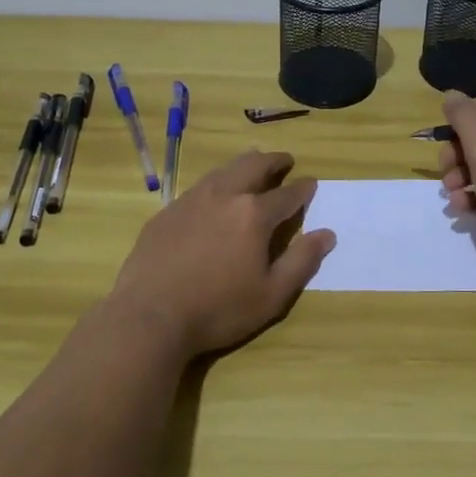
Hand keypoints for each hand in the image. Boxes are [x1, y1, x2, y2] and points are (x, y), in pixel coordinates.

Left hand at [107, 149, 334, 359]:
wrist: (149, 316)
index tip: (311, 183)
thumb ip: (301, 261)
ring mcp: (192, 200)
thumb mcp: (271, 295)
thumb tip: (327, 234)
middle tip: (284, 161)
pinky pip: (199, 187)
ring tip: (252, 165)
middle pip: (254, 165)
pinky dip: (217, 182)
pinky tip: (213, 196)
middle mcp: (225, 196)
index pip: (287, 194)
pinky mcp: (167, 211)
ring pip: (224, 170)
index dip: (303, 188)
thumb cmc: (217, 310)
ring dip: (244, 164)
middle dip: (274, 160)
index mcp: (254, 215)